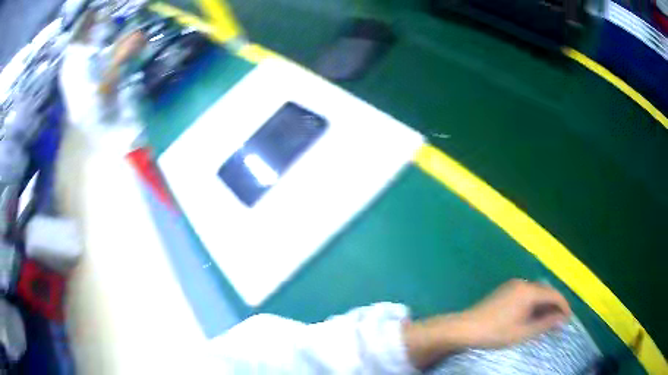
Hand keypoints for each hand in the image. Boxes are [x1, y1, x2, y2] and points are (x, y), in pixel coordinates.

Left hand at [457, 279, 570, 347]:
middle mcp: (523, 283)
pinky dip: (534, 303)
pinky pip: (526, 293)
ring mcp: (512, 285)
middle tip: (559, 322)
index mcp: (529, 291)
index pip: (554, 294)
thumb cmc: (495, 333)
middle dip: (554, 305)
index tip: (568, 319)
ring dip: (544, 304)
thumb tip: (562, 319)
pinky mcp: (505, 290)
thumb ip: (545, 324)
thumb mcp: (523, 332)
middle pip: (546, 291)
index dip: (563, 306)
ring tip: (548, 320)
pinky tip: (533, 315)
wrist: (464, 328)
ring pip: (536, 292)